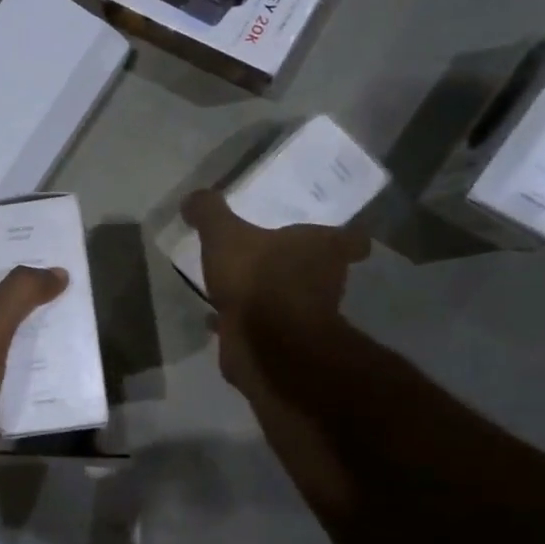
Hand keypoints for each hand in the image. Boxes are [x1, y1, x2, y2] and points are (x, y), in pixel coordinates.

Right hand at [181, 189, 369, 395]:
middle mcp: (325, 282)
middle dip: (298, 264)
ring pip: (290, 299)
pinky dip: (243, 320)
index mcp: (325, 249)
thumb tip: (193, 198)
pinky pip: (261, 325)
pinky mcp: (282, 343)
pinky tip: (217, 315)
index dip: (344, 237)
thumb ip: (210, 213)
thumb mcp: (225, 235)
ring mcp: (305, 317)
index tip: (329, 233)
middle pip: (321, 269)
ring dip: (270, 293)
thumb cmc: (258, 278)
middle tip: (272, 252)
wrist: (264, 345)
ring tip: (240, 283)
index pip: (351, 239)